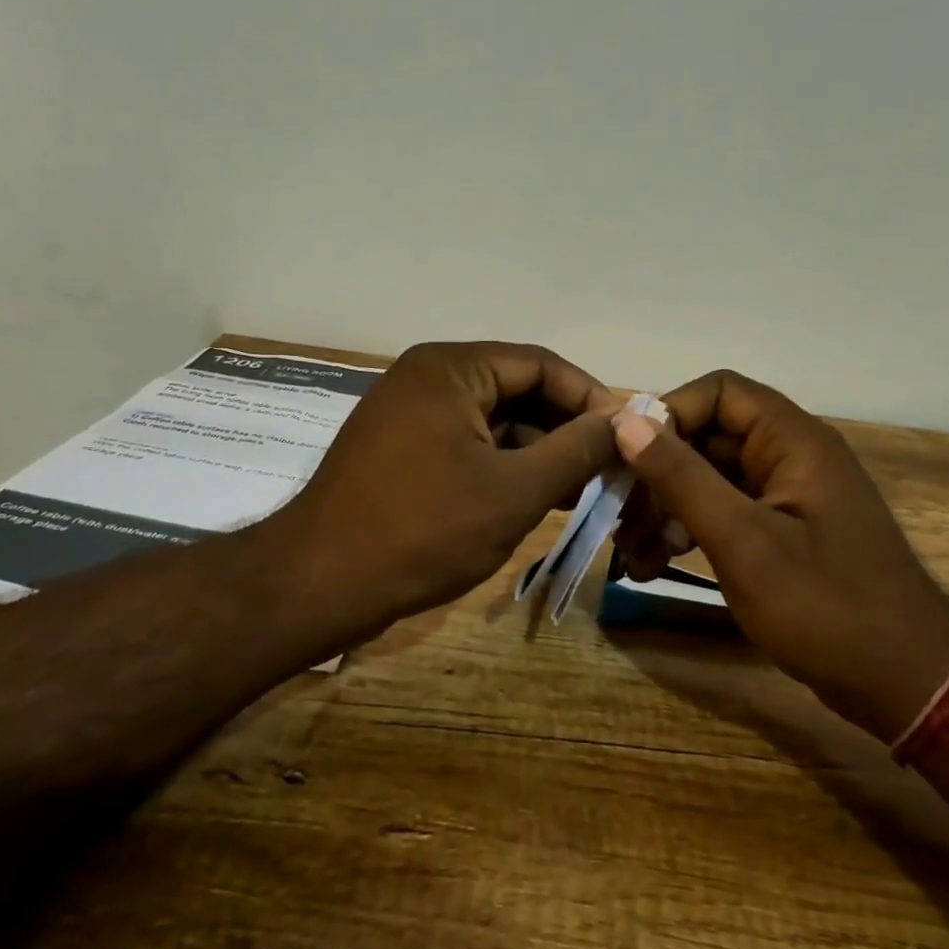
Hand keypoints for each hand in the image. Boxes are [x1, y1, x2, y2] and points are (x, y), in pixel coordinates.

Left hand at [258, 341, 621, 636]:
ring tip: (582, 491)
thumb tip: (623, 424)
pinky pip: (469, 444)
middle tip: (609, 468)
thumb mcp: (515, 490)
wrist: (320, 584)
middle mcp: (429, 377)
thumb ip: (576, 450)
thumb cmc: (423, 529)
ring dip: (539, 452)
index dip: (590, 398)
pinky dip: (505, 467)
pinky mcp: (404, 449)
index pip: (541, 364)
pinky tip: (538, 499)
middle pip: (518, 390)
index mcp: (452, 367)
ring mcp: (412, 414)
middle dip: (566, 429)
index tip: (628, 436)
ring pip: (495, 422)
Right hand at [611, 370, 948, 742]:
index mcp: (792, 441)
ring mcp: (785, 498)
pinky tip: (655, 566)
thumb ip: (682, 478)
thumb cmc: (825, 606)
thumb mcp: (742, 540)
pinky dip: (687, 533)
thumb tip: (626, 422)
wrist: (907, 686)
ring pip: (709, 480)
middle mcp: (789, 457)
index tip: (628, 458)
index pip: (719, 392)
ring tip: (632, 554)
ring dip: (665, 509)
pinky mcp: (781, 534)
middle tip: (620, 518)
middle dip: (658, 475)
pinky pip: (723, 514)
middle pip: (707, 438)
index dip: (670, 414)